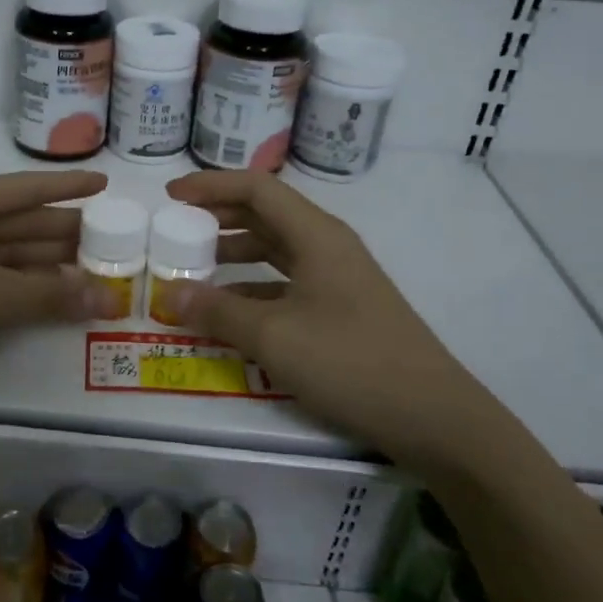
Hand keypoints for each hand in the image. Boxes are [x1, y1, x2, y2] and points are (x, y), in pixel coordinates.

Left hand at [0, 171, 126, 409]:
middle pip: (19, 220)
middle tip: (114, 242)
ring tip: (95, 271)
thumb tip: (107, 298)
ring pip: (6, 251)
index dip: (69, 186)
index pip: (27, 188)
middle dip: (64, 233)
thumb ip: (50, 296)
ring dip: (47, 264)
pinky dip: (21, 285)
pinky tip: (53, 294)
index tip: (106, 184)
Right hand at [162, 170, 513, 465]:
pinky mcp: (340, 309)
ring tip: (195, 265)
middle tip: (178, 228)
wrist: (431, 415)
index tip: (171, 195)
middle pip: (267, 214)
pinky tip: (230, 310)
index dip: (211, 185)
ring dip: (235, 251)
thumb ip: (219, 311)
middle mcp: (327, 247)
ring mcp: (337, 278)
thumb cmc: (350, 361)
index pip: (257, 189)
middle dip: (220, 215)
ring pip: (276, 249)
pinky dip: (253, 287)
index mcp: (316, 235)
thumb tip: (171, 294)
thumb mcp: (274, 337)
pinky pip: (286, 283)